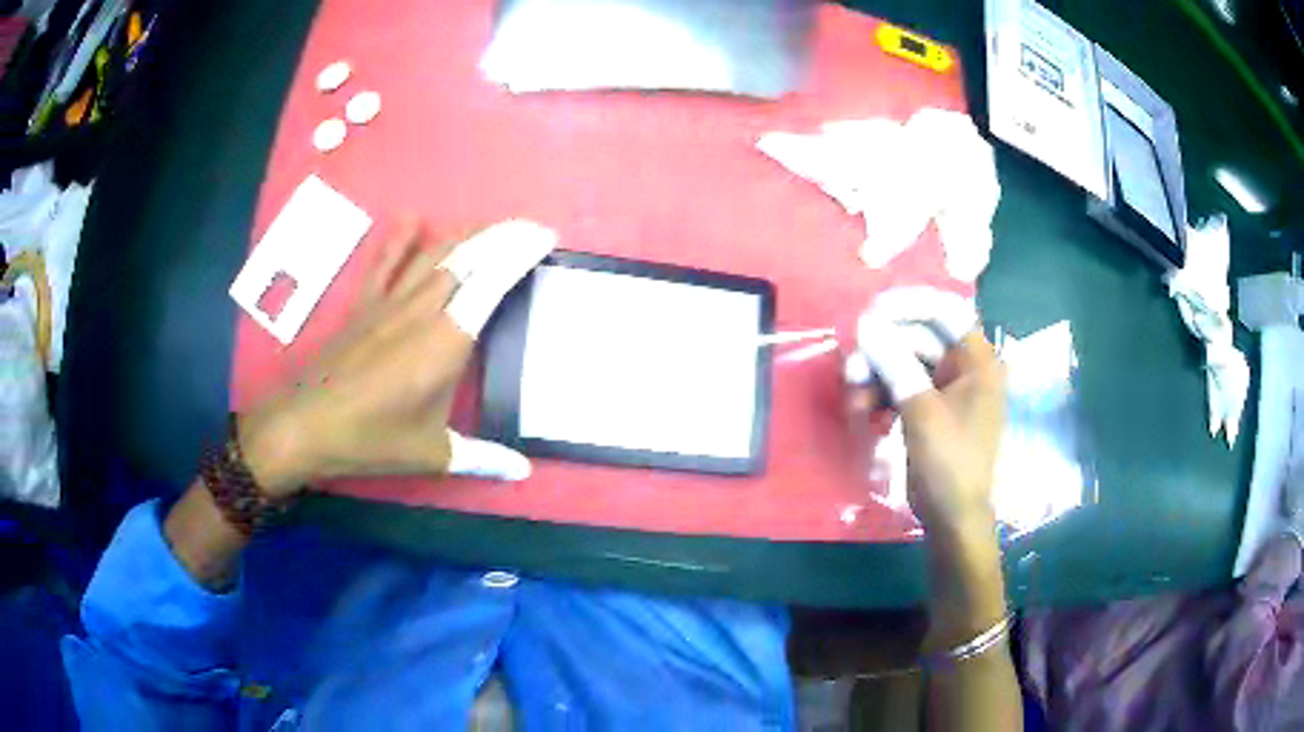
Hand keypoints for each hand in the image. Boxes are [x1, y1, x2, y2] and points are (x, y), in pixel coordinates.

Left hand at [238, 218, 556, 496]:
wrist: (307, 425)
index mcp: (447, 341)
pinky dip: (401, 239)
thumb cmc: (372, 439)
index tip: (544, 238)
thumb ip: (482, 458)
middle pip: (468, 255)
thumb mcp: (434, 454)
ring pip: (433, 252)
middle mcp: (422, 309)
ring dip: (464, 234)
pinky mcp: (363, 304)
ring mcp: (389, 302)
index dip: (520, 252)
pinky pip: (385, 262)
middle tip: (528, 230)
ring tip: (488, 229)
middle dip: (502, 236)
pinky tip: (414, 220)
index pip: (493, 281)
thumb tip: (522, 471)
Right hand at [847, 288, 1005, 534]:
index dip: (910, 303)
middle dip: (882, 350)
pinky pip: (901, 385)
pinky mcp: (929, 407)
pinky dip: (881, 393)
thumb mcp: (922, 412)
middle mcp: (964, 366)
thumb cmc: (949, 464)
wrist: (951, 517)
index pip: (947, 310)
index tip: (873, 310)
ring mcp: (946, 387)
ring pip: (904, 362)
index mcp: (978, 360)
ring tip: (853, 397)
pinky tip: (864, 411)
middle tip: (852, 367)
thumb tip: (865, 324)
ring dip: (876, 374)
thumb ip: (895, 363)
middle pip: (919, 336)